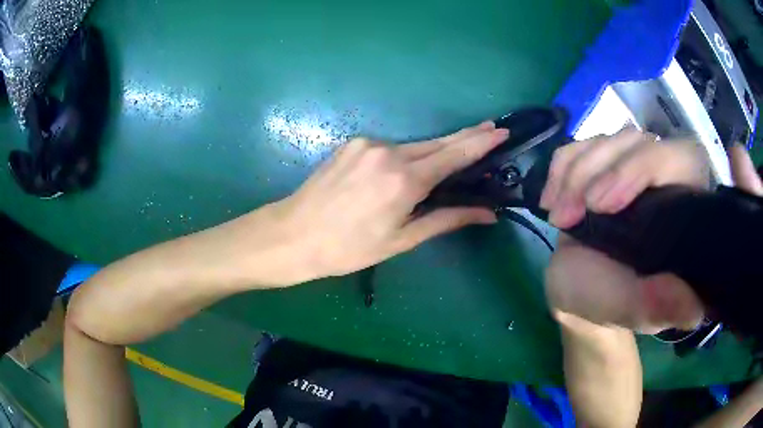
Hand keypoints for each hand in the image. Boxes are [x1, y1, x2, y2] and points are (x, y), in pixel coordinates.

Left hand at [268, 121, 506, 280]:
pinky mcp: (353, 143)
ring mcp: (368, 144)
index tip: (501, 131)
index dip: (481, 142)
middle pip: (437, 143)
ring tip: (454, 157)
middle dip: (465, 138)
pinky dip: (407, 155)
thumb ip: (446, 220)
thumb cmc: (348, 248)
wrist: (294, 234)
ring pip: (414, 145)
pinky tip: (409, 167)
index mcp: (404, 180)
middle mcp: (388, 152)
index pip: (454, 155)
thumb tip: (487, 213)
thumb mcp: (401, 239)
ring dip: (435, 151)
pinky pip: (390, 147)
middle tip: (490, 131)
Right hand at [542, 128, 722, 332]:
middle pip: (641, 141)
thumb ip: (656, 306)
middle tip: (570, 215)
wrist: (575, 290)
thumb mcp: (628, 310)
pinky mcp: (604, 165)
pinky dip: (561, 167)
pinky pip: (582, 143)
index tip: (603, 206)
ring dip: (576, 173)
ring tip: (559, 216)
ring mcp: (632, 168)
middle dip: (600, 170)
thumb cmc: (604, 302)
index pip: (681, 160)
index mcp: (683, 214)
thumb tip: (693, 310)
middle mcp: (664, 182)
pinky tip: (552, 199)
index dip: (644, 167)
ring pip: (610, 140)